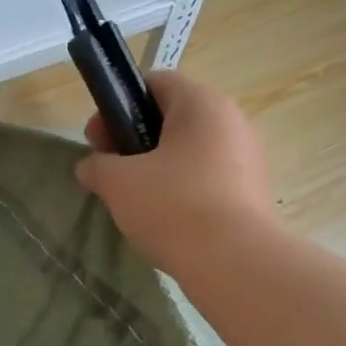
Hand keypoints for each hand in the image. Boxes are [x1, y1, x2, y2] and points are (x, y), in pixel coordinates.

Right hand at [75, 70, 273, 273]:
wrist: (235, 263)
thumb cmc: (173, 206)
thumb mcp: (118, 182)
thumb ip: (97, 166)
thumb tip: (91, 166)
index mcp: (201, 103)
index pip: (155, 82)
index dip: (119, 105)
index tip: (98, 139)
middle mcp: (231, 120)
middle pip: (173, 117)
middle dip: (135, 139)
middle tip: (111, 170)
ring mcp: (248, 156)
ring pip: (191, 150)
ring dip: (158, 166)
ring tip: (136, 200)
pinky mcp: (255, 191)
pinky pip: (209, 177)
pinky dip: (184, 189)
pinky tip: (166, 218)